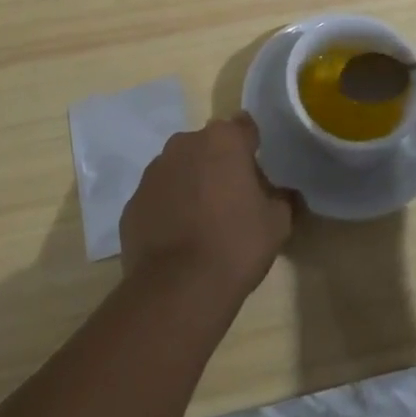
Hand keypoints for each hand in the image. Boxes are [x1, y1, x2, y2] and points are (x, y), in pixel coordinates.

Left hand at [119, 114, 292, 303]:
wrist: (178, 289)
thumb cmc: (235, 245)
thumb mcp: (277, 223)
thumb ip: (282, 198)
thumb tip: (282, 193)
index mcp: (223, 139)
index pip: (245, 128)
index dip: (253, 148)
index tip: (258, 173)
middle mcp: (184, 143)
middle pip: (208, 146)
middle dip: (219, 165)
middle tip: (232, 199)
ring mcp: (154, 171)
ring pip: (180, 169)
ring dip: (191, 184)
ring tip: (202, 222)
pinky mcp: (133, 201)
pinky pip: (158, 196)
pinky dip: (167, 209)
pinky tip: (178, 239)